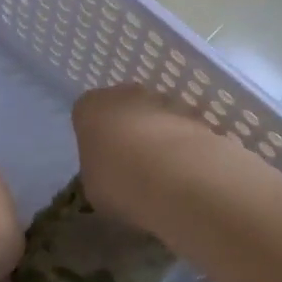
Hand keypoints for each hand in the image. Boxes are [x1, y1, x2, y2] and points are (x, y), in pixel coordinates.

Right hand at [72, 84, 208, 224]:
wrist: (177, 178)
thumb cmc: (119, 181)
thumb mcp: (93, 188)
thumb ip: (98, 172)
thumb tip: (111, 176)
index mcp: (90, 107)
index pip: (86, 115)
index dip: (94, 139)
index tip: (102, 164)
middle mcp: (124, 93)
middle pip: (123, 109)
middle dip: (127, 132)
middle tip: (133, 168)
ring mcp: (163, 100)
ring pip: (156, 117)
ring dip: (158, 138)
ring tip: (165, 177)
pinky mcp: (195, 114)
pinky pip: (183, 131)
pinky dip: (184, 147)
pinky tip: (187, 175)